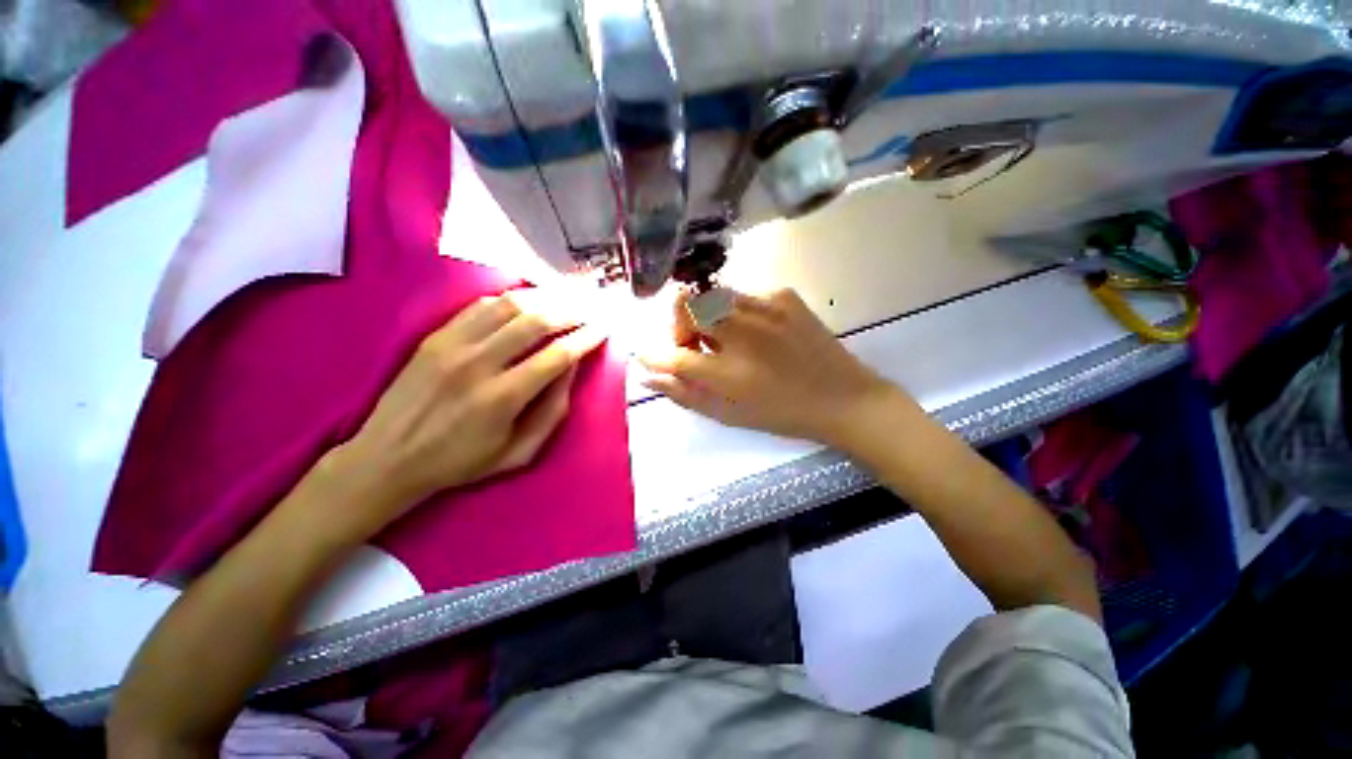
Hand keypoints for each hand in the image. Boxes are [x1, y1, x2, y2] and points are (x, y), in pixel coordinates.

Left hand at [333, 292, 605, 530]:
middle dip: (572, 311)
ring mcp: (453, 345)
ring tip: (566, 297)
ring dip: (545, 298)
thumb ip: (552, 412)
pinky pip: (480, 305)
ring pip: (509, 305)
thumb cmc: (460, 462)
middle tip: (590, 307)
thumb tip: (571, 368)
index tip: (604, 328)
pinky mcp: (435, 336)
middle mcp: (479, 363)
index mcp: (503, 398)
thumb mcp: (518, 453)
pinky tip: (528, 300)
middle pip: (537, 322)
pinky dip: (511, 298)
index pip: (558, 355)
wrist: (387, 458)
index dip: (586, 338)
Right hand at [639, 287, 903, 446]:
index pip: (674, 356)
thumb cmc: (781, 412)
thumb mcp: (729, 414)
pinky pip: (743, 295)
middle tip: (694, 343)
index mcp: (729, 374)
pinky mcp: (784, 295)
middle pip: (688, 305)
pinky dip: (737, 312)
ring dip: (707, 315)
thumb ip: (685, 394)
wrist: (843, 397)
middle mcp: (743, 334)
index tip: (644, 354)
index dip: (654, 354)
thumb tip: (649, 375)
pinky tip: (757, 331)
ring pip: (713, 294)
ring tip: (725, 337)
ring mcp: (765, 308)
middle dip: (680, 324)